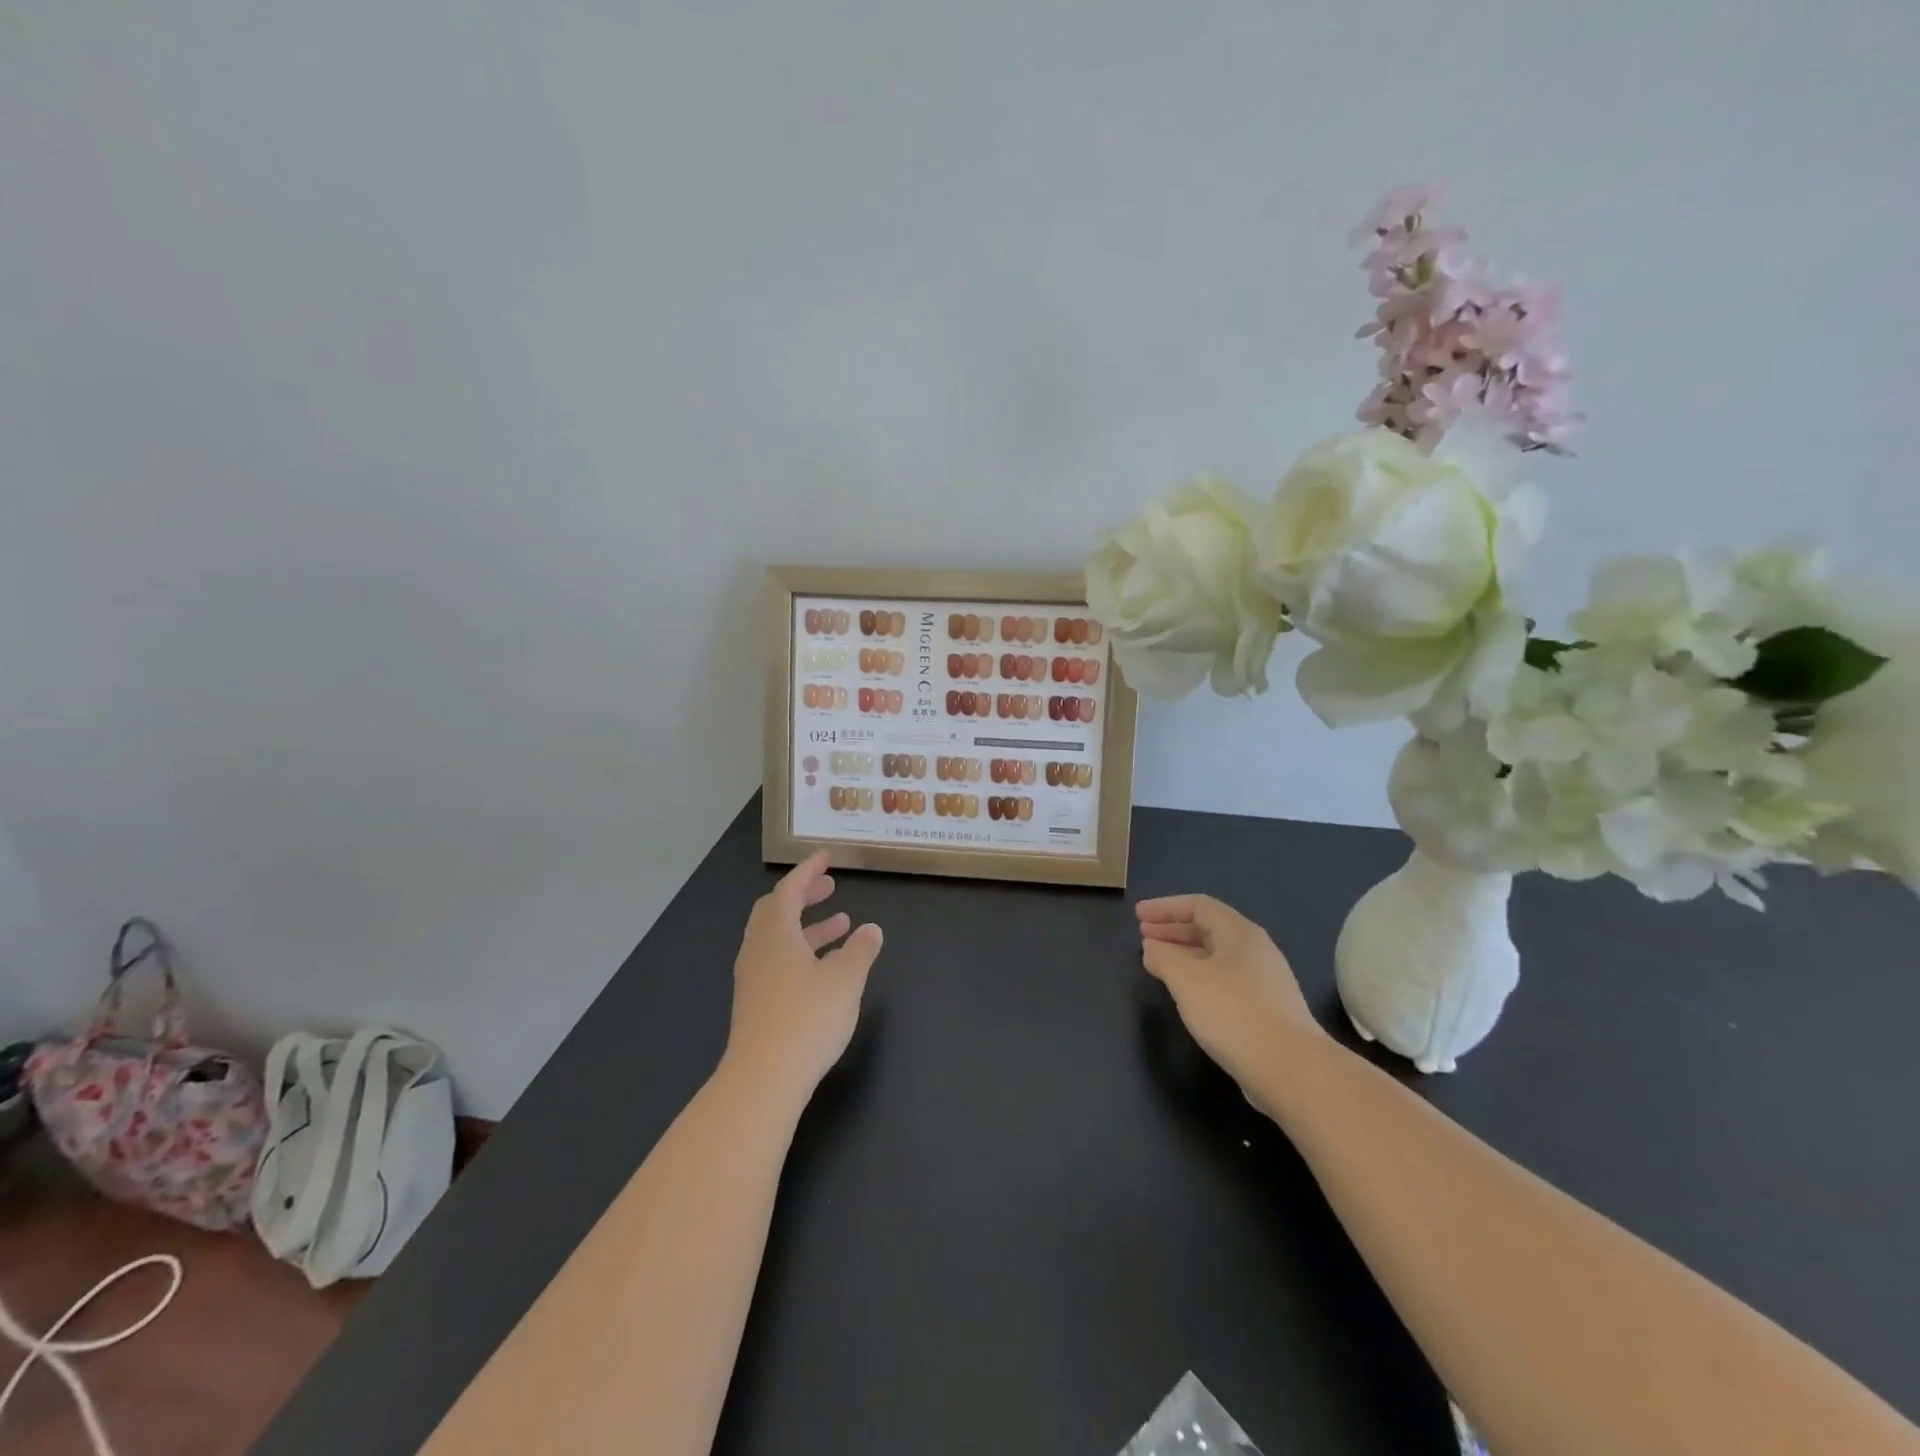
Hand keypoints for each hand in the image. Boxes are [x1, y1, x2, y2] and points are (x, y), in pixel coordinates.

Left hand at [724, 850, 882, 1103]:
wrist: (764, 1079)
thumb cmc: (807, 1018)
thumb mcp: (846, 979)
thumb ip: (860, 950)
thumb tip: (871, 930)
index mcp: (775, 934)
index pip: (789, 890)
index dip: (808, 871)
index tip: (825, 856)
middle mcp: (758, 950)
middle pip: (776, 911)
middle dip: (804, 896)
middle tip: (830, 888)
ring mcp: (754, 979)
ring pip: (779, 939)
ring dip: (808, 926)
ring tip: (842, 924)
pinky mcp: (756, 1004)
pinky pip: (779, 962)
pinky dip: (802, 951)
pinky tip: (825, 968)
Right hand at [1137, 894, 1325, 1102]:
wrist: (1291, 1069)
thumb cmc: (1233, 1013)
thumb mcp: (1186, 979)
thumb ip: (1163, 957)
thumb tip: (1152, 947)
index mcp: (1239, 933)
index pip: (1198, 905)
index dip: (1165, 907)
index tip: (1138, 915)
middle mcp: (1255, 950)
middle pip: (1209, 928)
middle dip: (1173, 930)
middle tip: (1143, 937)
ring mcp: (1264, 980)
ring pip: (1216, 956)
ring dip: (1184, 955)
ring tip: (1158, 964)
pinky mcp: (1266, 1009)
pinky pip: (1225, 980)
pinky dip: (1199, 977)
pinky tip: (1187, 994)